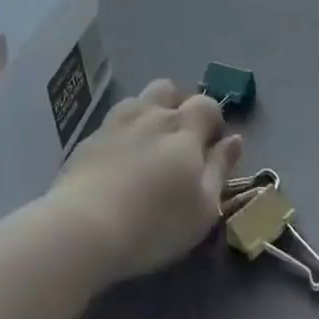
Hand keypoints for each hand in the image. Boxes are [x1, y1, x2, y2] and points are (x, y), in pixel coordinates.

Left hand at [46, 80, 242, 285]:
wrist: (84, 227)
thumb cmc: (155, 223)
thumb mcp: (203, 208)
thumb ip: (220, 169)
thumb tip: (234, 139)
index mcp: (183, 127)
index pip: (207, 104)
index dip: (213, 121)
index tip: (211, 147)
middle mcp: (151, 113)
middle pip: (169, 90)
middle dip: (178, 107)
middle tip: (178, 142)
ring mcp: (116, 121)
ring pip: (139, 101)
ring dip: (148, 115)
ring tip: (147, 149)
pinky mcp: (89, 137)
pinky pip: (113, 123)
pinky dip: (122, 134)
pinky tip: (118, 163)